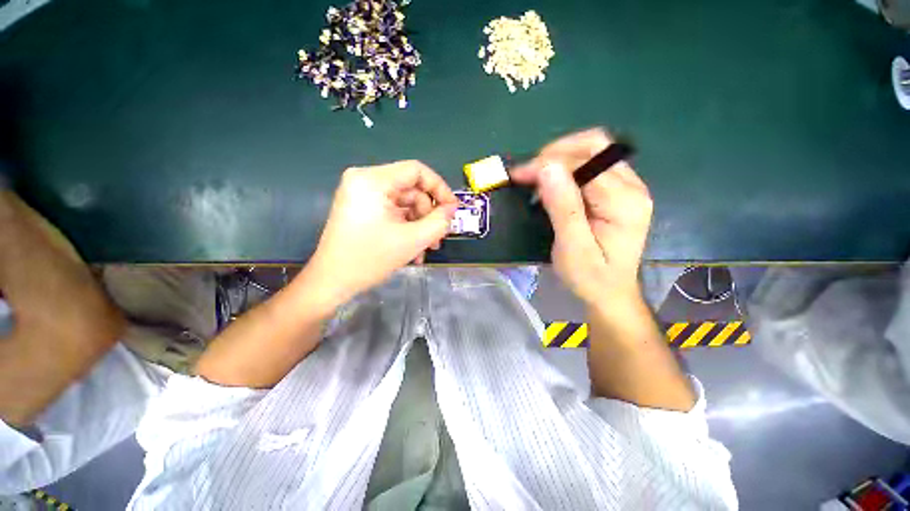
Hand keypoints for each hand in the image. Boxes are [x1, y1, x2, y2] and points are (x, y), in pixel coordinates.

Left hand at [303, 161, 456, 306]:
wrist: (332, 282)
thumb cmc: (370, 259)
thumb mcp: (413, 240)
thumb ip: (439, 221)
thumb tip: (451, 209)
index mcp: (372, 180)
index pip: (416, 171)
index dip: (439, 188)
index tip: (452, 209)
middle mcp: (364, 180)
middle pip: (411, 189)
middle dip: (428, 215)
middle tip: (439, 238)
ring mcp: (361, 194)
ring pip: (404, 203)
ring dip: (419, 225)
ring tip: (427, 248)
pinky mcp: (362, 207)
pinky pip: (393, 211)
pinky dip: (406, 227)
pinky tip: (414, 248)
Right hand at [511, 129, 652, 305]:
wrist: (611, 293)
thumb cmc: (590, 277)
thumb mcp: (572, 248)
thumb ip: (563, 207)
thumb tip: (546, 168)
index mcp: (624, 202)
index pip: (585, 163)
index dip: (548, 163)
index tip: (519, 175)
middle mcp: (632, 186)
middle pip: (595, 146)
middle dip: (556, 153)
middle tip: (528, 173)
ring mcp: (628, 186)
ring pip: (594, 151)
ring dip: (560, 158)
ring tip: (536, 177)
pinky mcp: (619, 191)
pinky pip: (593, 165)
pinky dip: (567, 167)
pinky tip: (552, 183)